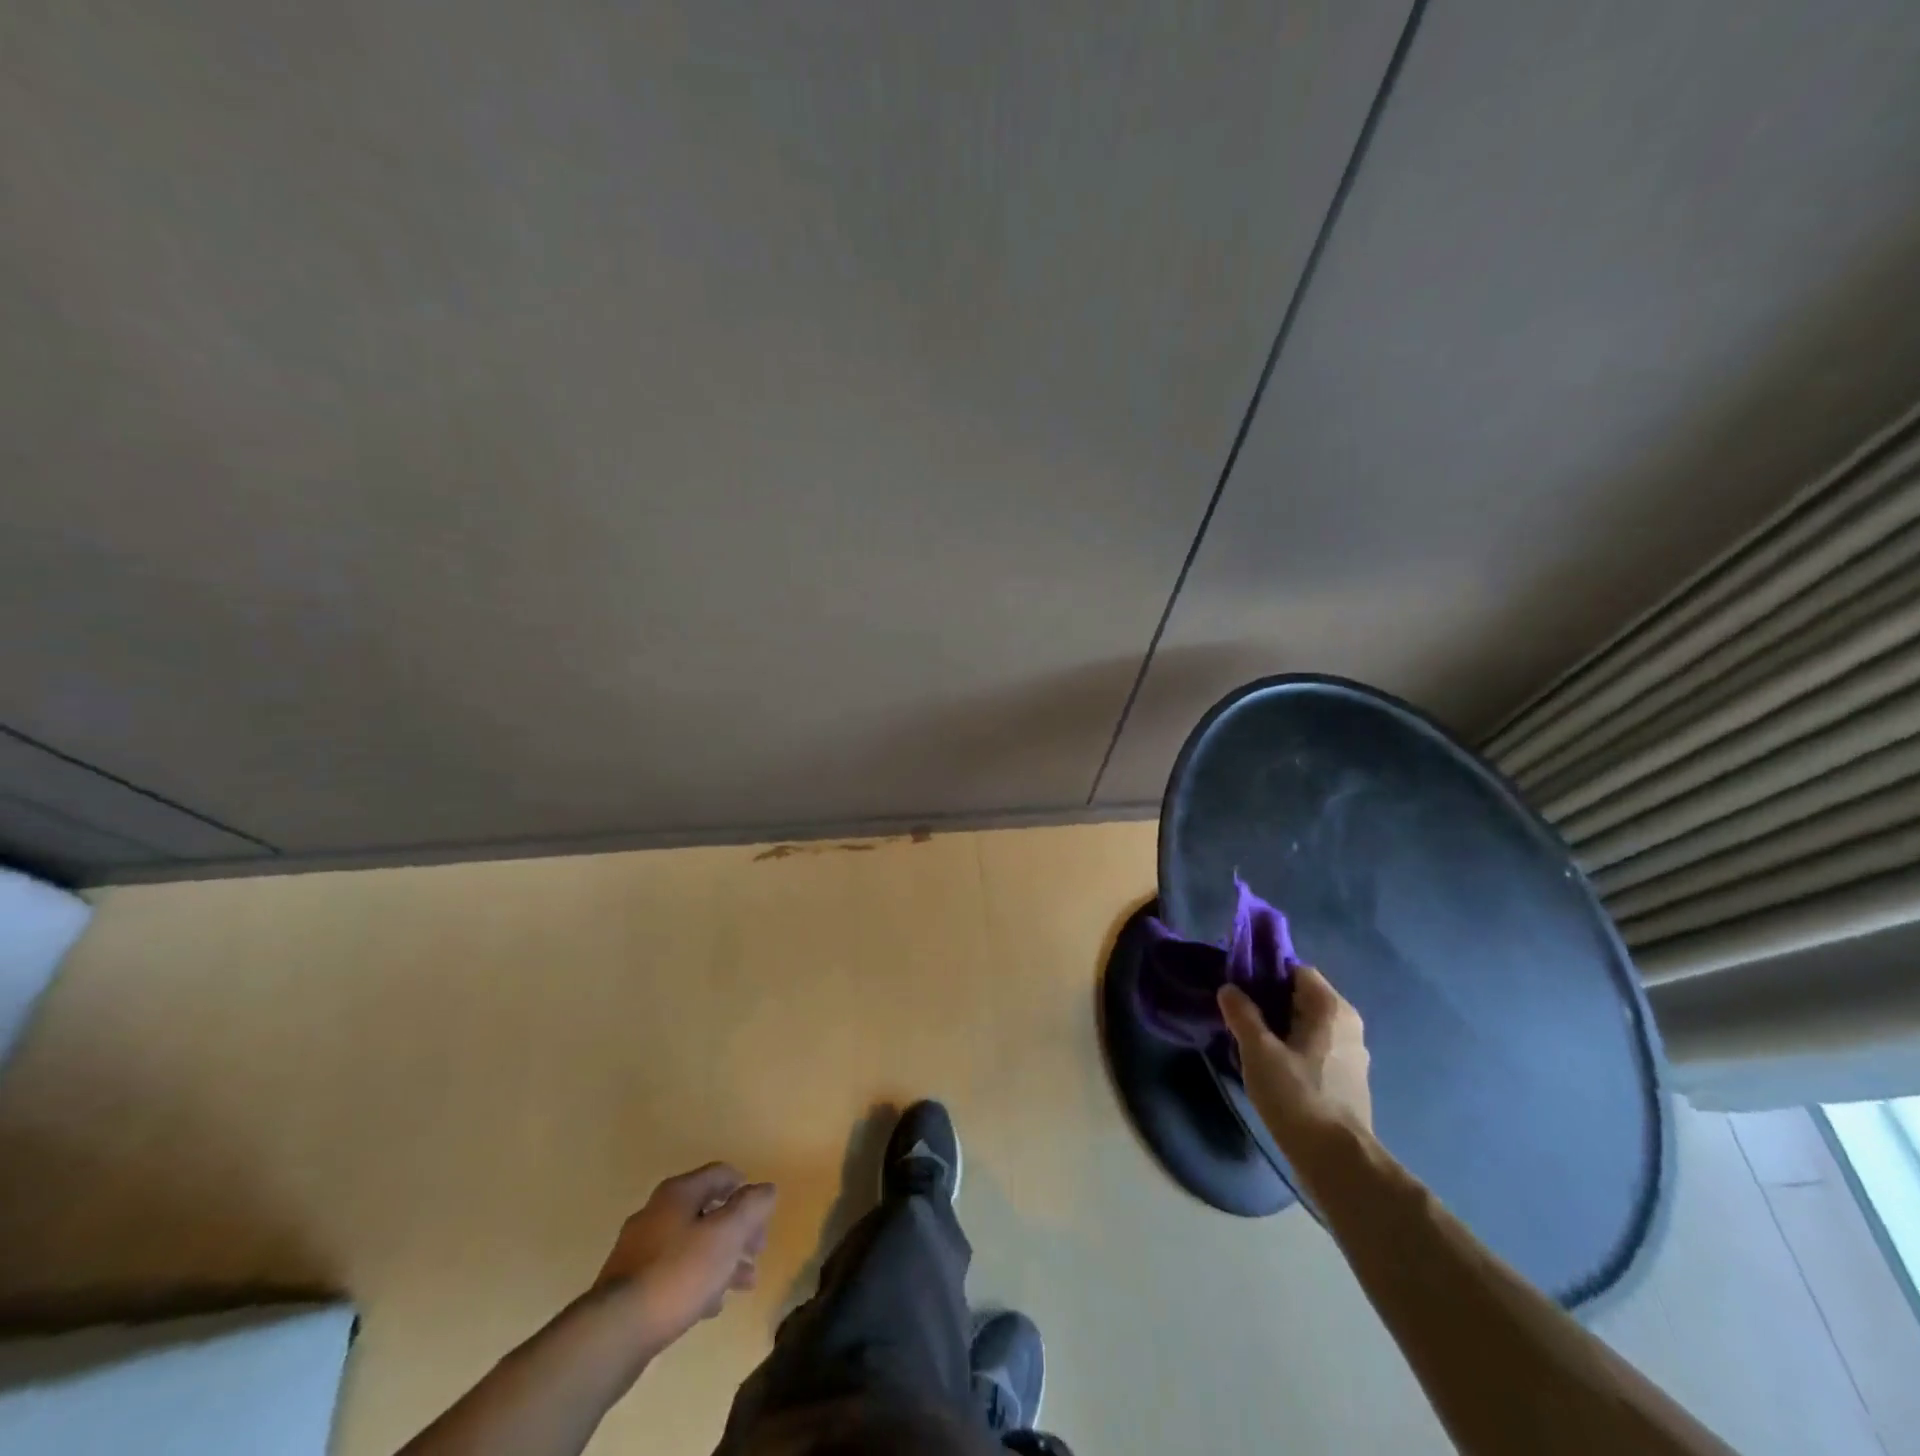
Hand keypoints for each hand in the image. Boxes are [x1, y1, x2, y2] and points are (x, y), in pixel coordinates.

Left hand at [596, 1163, 776, 1349]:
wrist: (613, 1333)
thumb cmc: (677, 1273)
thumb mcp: (726, 1235)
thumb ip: (751, 1207)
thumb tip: (767, 1189)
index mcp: (678, 1193)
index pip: (720, 1174)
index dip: (746, 1188)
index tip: (762, 1215)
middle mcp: (656, 1212)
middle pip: (707, 1210)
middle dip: (737, 1229)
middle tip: (757, 1252)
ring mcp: (639, 1250)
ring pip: (691, 1244)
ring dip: (721, 1258)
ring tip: (743, 1284)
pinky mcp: (629, 1285)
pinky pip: (673, 1272)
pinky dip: (696, 1280)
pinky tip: (710, 1306)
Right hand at [1219, 966, 1372, 1139]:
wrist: (1337, 1162)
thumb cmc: (1297, 1096)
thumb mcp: (1258, 1050)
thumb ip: (1242, 1014)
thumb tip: (1229, 989)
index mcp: (1332, 1009)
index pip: (1296, 970)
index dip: (1265, 972)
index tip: (1236, 985)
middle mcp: (1347, 1025)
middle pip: (1301, 997)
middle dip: (1268, 1000)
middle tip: (1235, 1012)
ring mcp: (1350, 1054)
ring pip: (1307, 1025)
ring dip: (1278, 1026)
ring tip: (1246, 1039)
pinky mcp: (1347, 1080)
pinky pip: (1314, 1048)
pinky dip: (1291, 1047)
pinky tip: (1268, 1064)